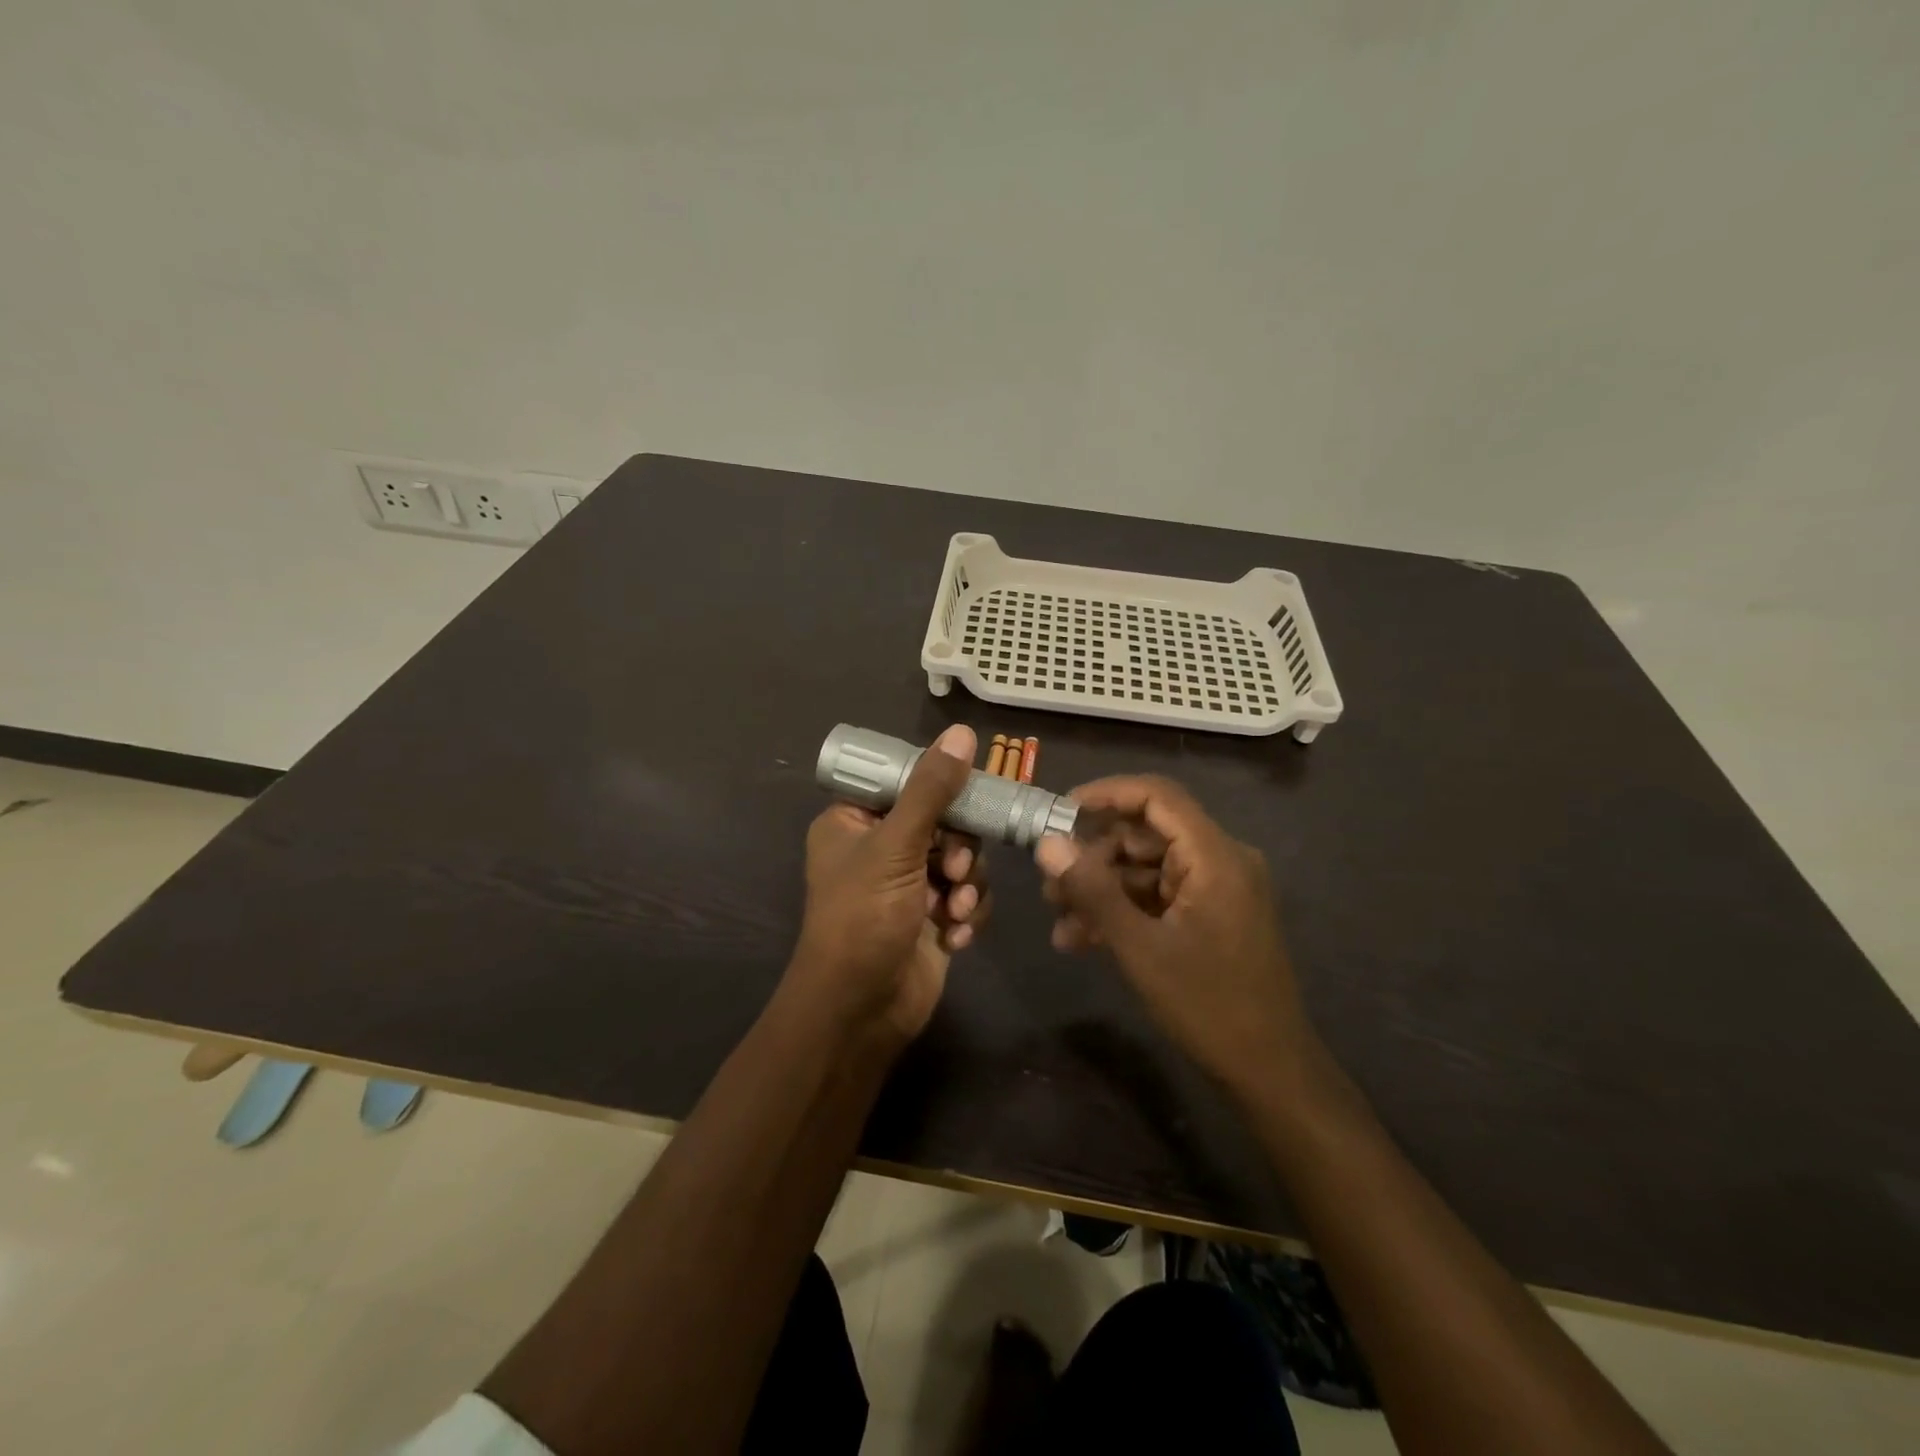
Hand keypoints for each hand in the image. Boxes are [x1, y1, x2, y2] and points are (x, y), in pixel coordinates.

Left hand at [787, 724, 991, 1045]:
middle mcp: (880, 847)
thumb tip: (963, 733)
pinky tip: (956, 936)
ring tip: (955, 910)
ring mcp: (908, 885)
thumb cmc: (863, 919)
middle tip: (955, 868)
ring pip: (962, 859)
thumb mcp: (896, 847)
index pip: (904, 781)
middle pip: (943, 820)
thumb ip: (931, 790)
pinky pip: (967, 896)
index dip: (939, 785)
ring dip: (967, 885)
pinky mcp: (933, 917)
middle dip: (958, 849)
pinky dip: (968, 914)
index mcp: (853, 821)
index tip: (970, 793)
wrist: (860, 1012)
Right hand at [1034, 775, 1314, 1093]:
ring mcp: (1216, 889)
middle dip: (1093, 857)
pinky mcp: (1210, 915)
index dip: (1106, 794)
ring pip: (1146, 869)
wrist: (1270, 1071)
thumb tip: (1047, 844)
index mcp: (1215, 856)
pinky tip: (1083, 939)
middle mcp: (1220, 861)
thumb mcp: (1140, 947)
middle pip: (1146, 834)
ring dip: (1102, 889)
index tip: (1060, 811)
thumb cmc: (1208, 1005)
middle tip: (1049, 884)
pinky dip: (1123, 910)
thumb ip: (1093, 890)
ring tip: (1059, 920)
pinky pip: (1158, 896)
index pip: (1157, 796)